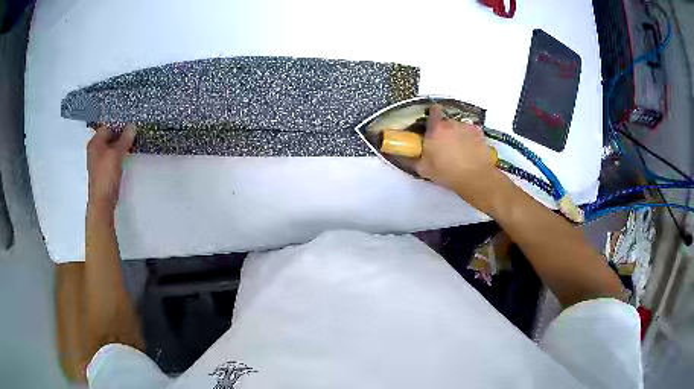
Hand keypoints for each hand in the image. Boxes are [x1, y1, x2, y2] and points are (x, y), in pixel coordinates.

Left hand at [87, 125, 135, 209]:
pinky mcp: (104, 169)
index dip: (120, 125)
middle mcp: (95, 149)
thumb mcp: (117, 154)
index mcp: (95, 142)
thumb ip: (125, 139)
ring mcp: (99, 159)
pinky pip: (112, 155)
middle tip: (134, 133)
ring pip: (111, 146)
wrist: (102, 200)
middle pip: (109, 136)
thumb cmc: (106, 176)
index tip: (131, 125)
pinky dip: (119, 153)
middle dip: (121, 134)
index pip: (108, 126)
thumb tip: (132, 127)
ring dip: (121, 145)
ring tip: (132, 143)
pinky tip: (127, 155)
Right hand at [415, 105, 506, 207]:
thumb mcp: (424, 169)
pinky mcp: (479, 134)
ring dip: (457, 133)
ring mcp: (467, 127)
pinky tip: (469, 149)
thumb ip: (412, 159)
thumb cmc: (447, 173)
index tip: (431, 123)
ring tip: (458, 149)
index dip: (432, 114)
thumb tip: (401, 155)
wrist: (475, 178)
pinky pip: (471, 132)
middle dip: (444, 129)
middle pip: (446, 121)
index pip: (433, 111)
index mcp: (436, 129)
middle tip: (443, 143)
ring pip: (459, 126)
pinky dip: (469, 138)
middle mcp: (452, 123)